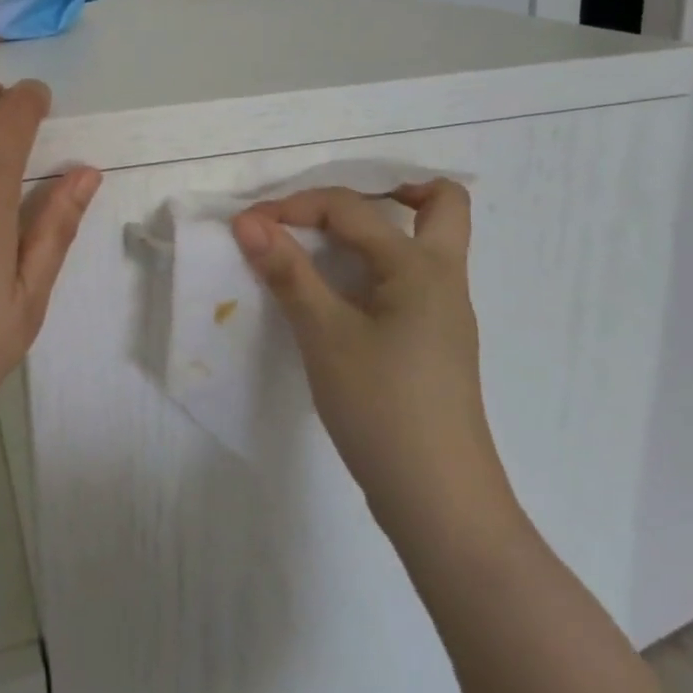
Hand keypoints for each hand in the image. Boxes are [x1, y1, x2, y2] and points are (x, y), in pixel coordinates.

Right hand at [231, 182, 509, 530]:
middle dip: (393, 189)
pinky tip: (340, 294)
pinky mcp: (434, 343)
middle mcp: (443, 279)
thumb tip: (249, 222)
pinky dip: (377, 267)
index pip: (352, 209)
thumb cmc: (382, 408)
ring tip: (327, 243)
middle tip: (335, 208)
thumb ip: (288, 272)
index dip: (294, 206)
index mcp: (421, 266)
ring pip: (429, 243)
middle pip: (441, 204)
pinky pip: (411, 280)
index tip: (248, 225)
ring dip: (383, 229)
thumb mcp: (325, 335)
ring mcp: (445, 314)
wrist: (440, 503)